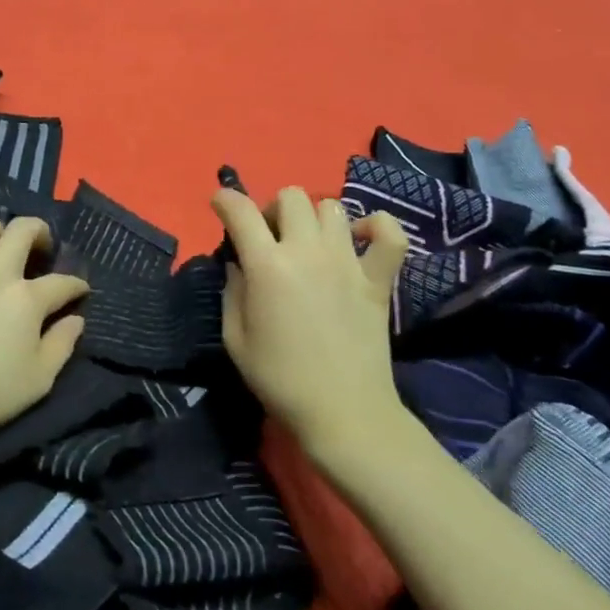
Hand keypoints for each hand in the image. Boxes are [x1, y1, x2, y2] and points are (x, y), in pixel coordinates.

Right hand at [211, 187, 408, 454]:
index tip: (220, 205)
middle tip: (269, 238)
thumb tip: (239, 264)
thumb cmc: (280, 379)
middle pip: (291, 196)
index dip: (225, 199)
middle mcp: (308, 251)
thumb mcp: (235, 339)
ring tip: (309, 243)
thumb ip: (232, 292)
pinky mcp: (379, 278)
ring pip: (332, 206)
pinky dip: (376, 227)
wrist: (343, 413)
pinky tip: (360, 239)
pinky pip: (389, 234)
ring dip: (313, 217)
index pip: (241, 211)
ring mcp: (348, 262)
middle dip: (272, 208)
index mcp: (267, 266)